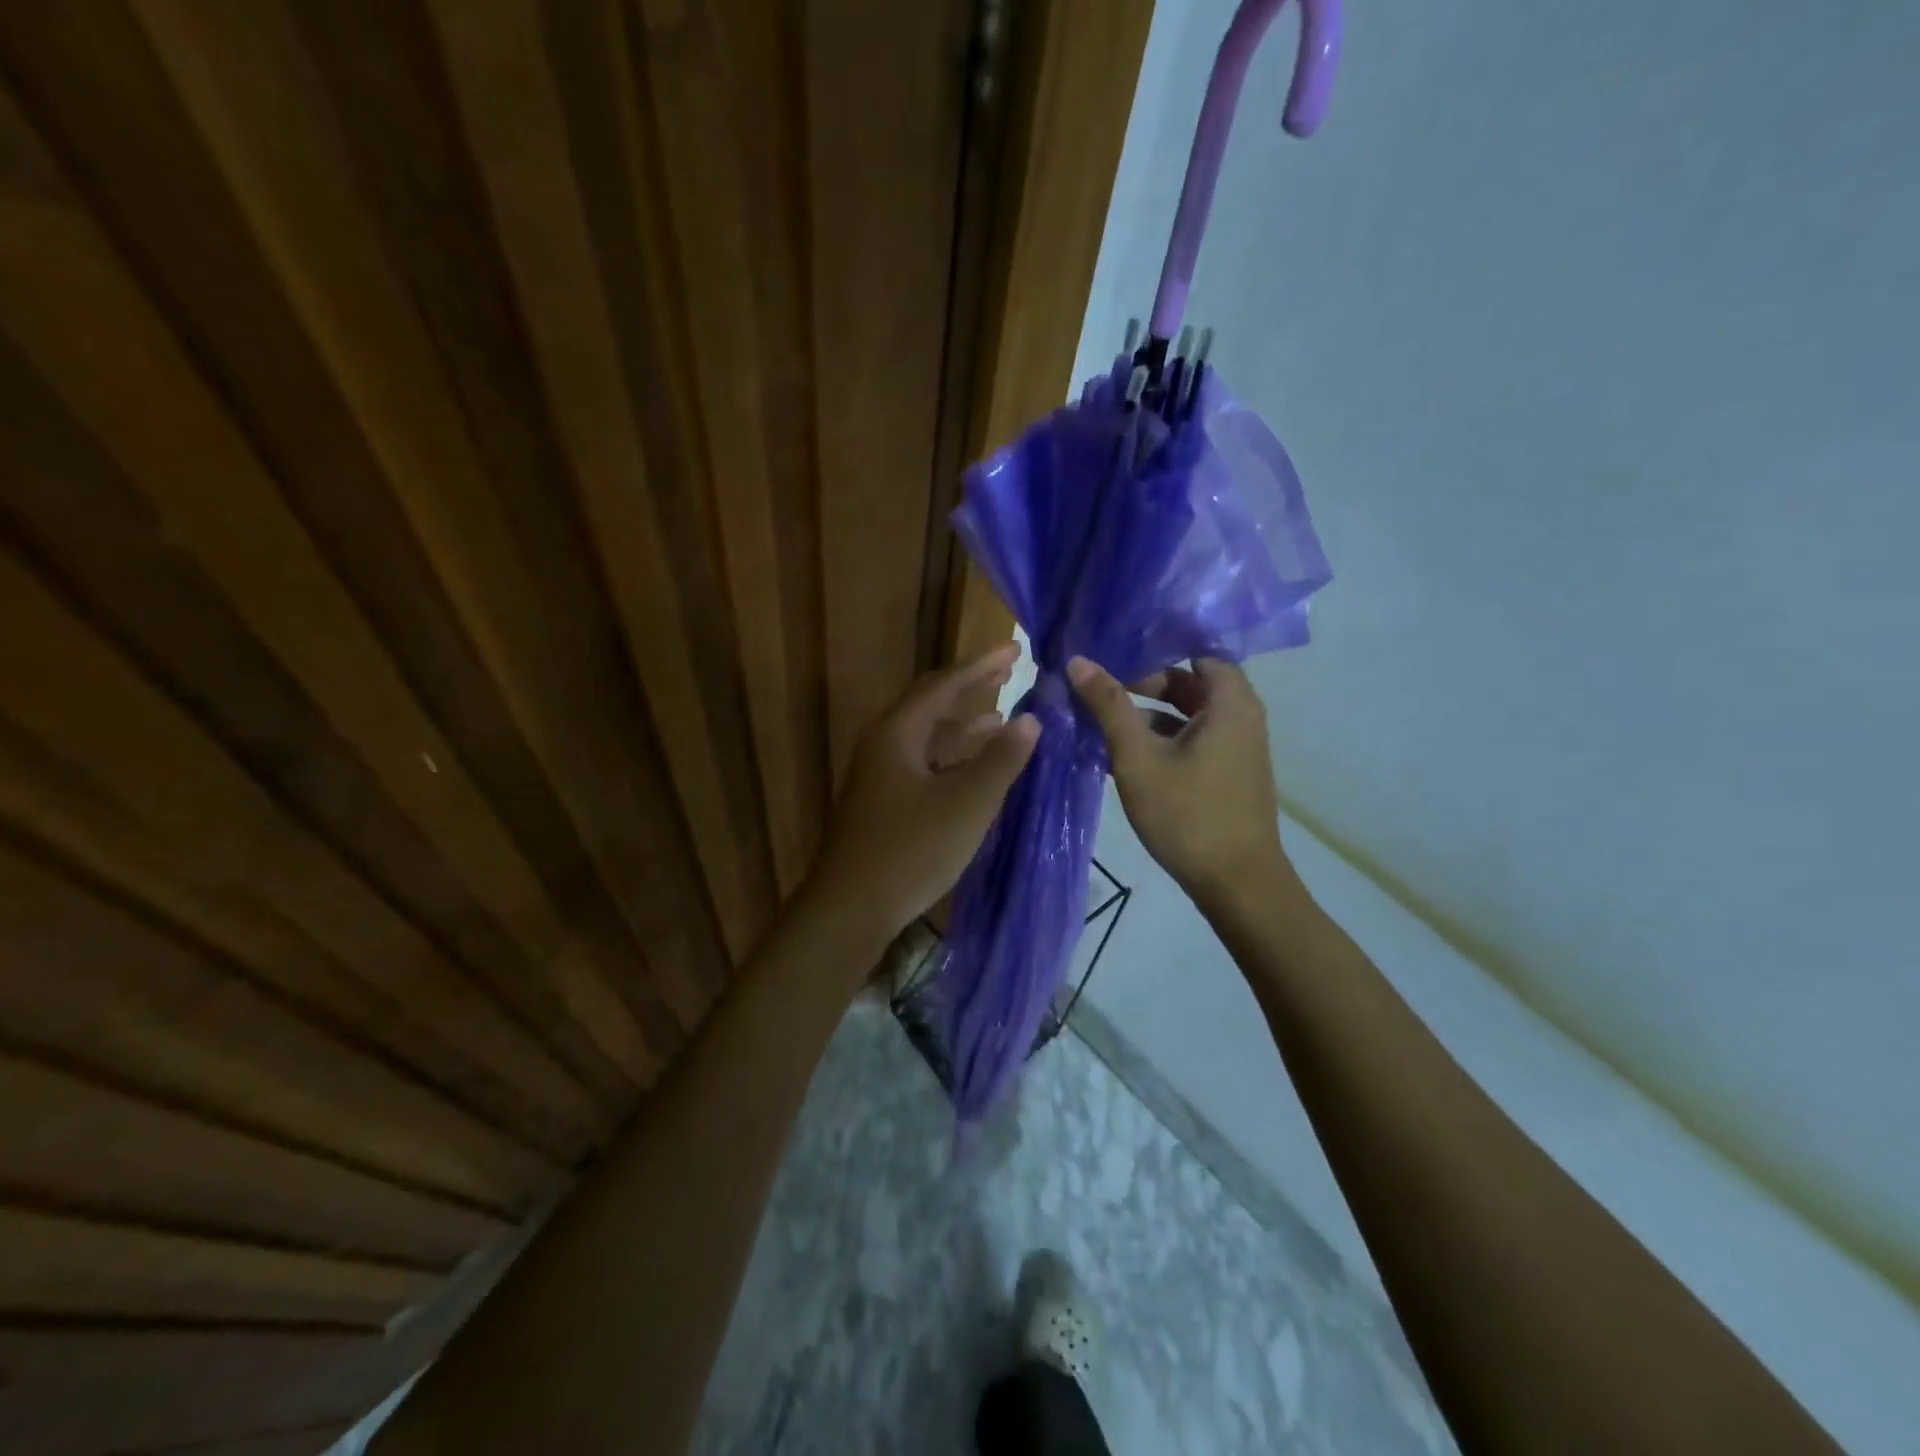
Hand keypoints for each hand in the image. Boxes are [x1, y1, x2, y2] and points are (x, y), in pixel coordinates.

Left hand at [809, 643, 1040, 942]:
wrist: (851, 908)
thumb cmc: (911, 849)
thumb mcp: (966, 803)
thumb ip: (1000, 760)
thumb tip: (1030, 720)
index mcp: (897, 733)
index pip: (943, 685)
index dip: (981, 666)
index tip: (1015, 651)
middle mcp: (883, 745)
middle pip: (931, 706)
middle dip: (971, 690)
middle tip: (1009, 675)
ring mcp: (879, 776)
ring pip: (927, 739)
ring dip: (963, 728)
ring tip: (1002, 721)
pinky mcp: (882, 804)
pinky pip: (924, 765)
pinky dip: (953, 760)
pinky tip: (976, 772)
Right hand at [1068, 655, 1292, 903]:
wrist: (1237, 885)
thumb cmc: (1188, 814)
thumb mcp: (1138, 757)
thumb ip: (1108, 706)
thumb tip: (1078, 661)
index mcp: (1229, 702)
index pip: (1194, 651)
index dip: (1154, 647)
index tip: (1113, 649)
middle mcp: (1240, 717)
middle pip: (1189, 683)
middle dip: (1143, 682)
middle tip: (1098, 685)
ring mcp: (1235, 748)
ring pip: (1186, 715)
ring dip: (1146, 714)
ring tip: (1099, 718)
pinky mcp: (1226, 773)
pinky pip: (1190, 740)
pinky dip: (1159, 739)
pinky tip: (1120, 754)